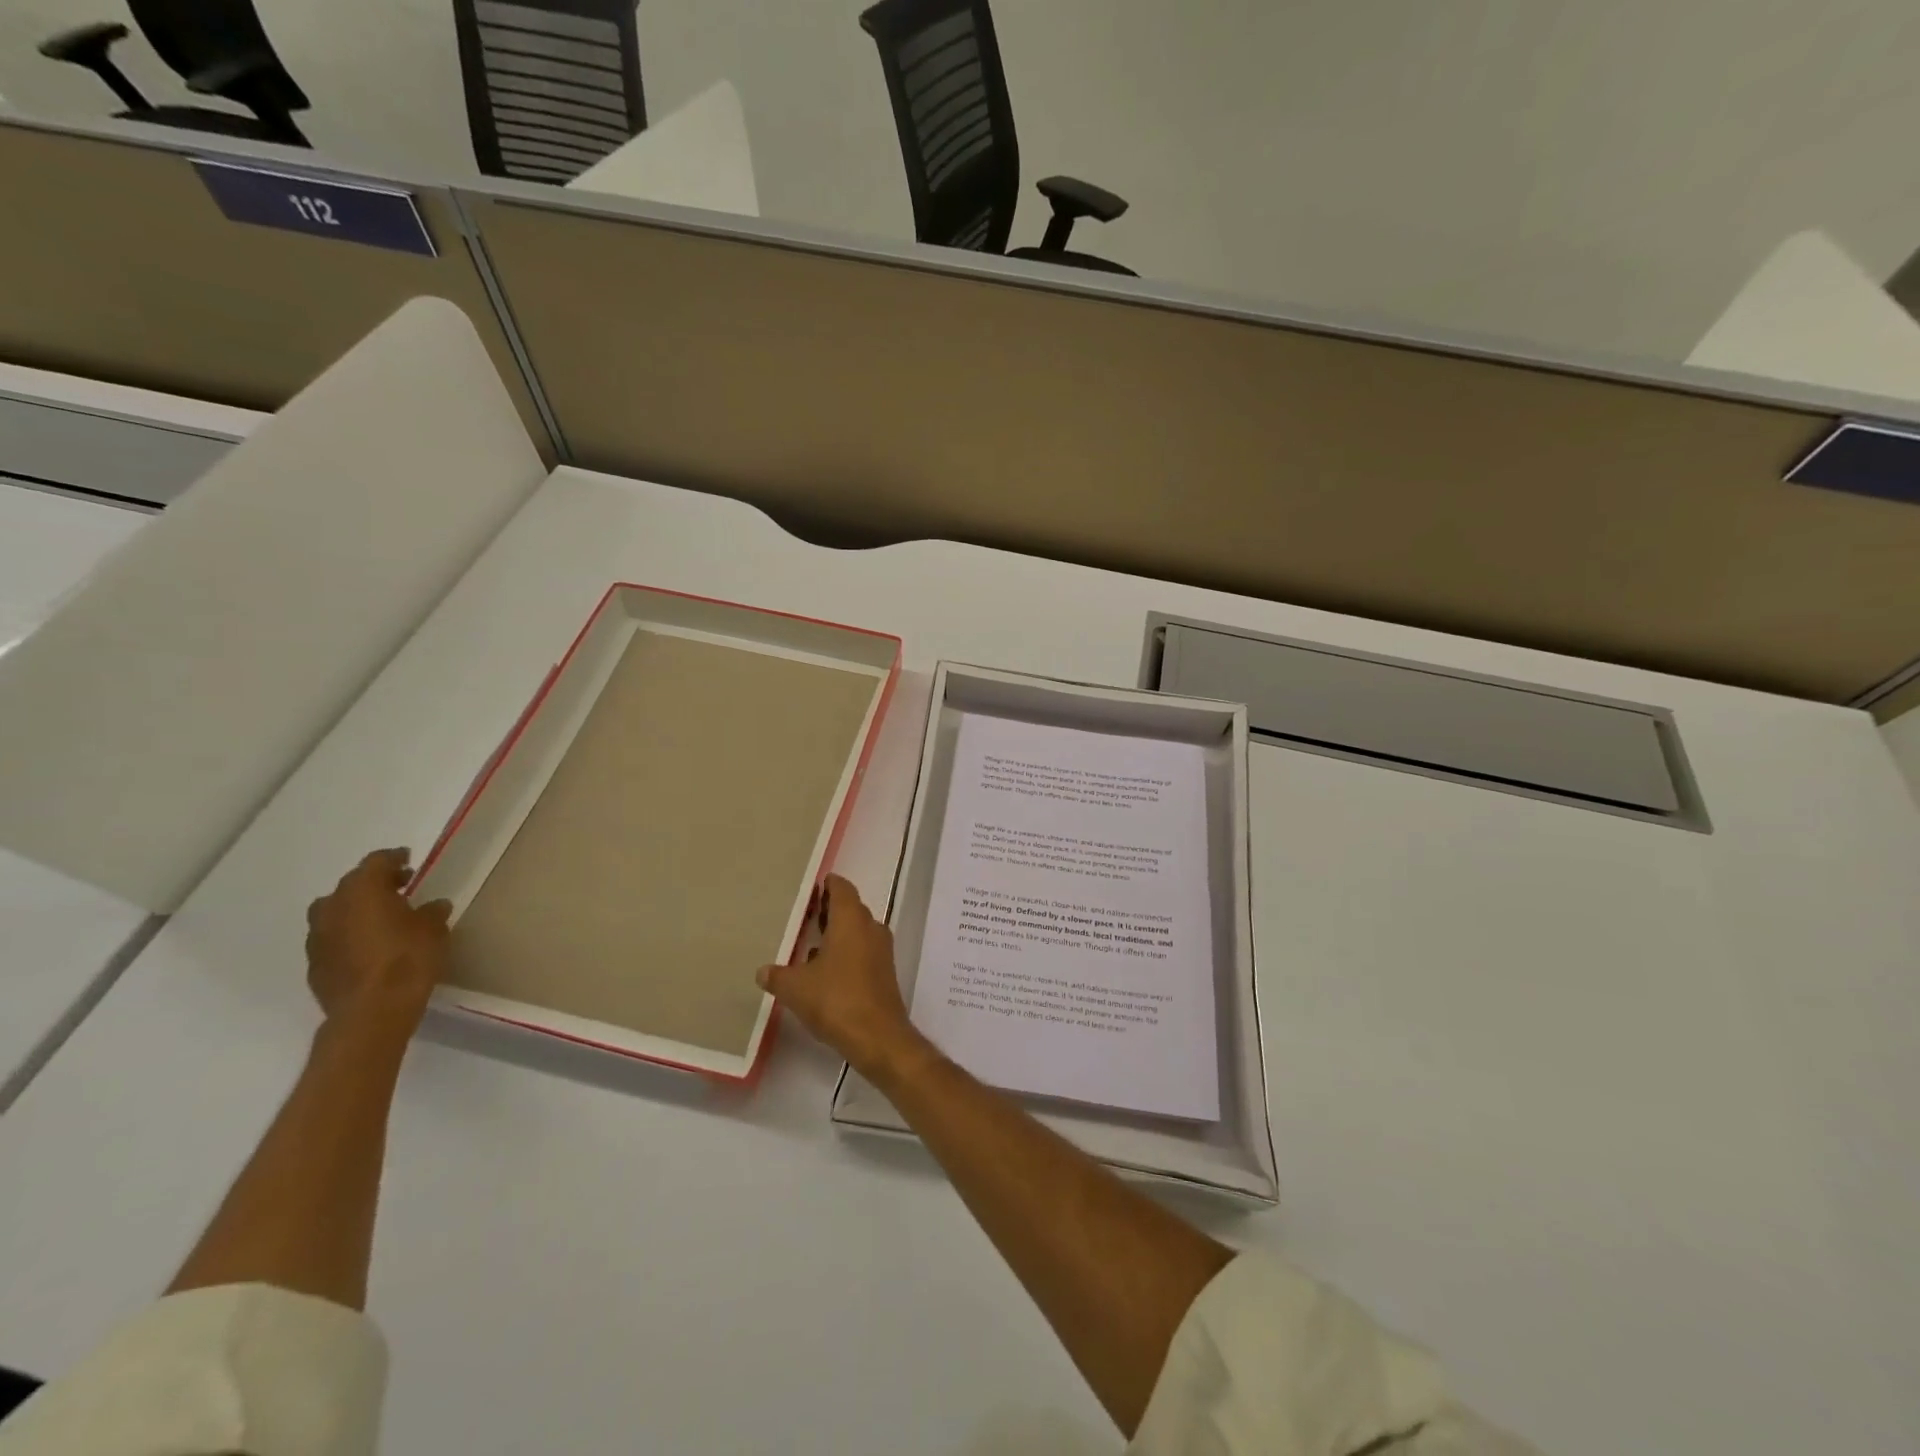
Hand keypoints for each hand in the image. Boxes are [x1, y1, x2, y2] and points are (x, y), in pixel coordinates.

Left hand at [305, 848, 451, 1038]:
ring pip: (335, 911)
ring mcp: (317, 937)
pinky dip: (348, 933)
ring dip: (356, 909)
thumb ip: (431, 911)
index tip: (409, 859)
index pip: (376, 862)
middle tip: (400, 887)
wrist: (372, 1011)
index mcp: (363, 891)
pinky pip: (332, 937)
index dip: (394, 858)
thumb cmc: (408, 959)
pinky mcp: (314, 963)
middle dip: (375, 883)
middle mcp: (333, 907)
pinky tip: (368, 945)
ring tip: (381, 917)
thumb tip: (433, 905)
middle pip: (351, 884)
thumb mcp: (434, 929)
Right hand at [758, 874, 923, 1076]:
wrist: (878, 1036)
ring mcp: (881, 950)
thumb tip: (762, 971)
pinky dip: (846, 952)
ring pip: (858, 930)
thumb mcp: (795, 988)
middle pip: (851, 908)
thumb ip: (777, 976)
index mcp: (851, 920)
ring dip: (838, 932)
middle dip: (830, 909)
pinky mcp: (884, 972)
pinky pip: (863, 951)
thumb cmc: (836, 1000)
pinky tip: (825, 970)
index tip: (812, 887)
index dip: (828, 884)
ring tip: (811, 941)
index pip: (842, 888)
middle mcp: (870, 928)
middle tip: (805, 913)